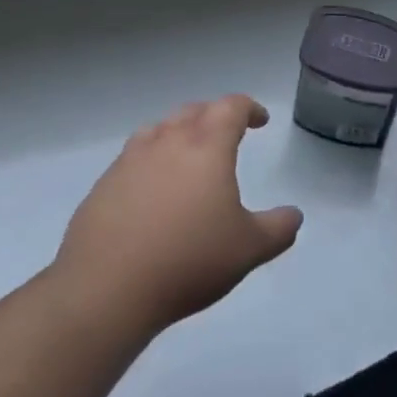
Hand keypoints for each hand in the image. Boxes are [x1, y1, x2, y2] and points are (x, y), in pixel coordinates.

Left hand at [51, 95, 302, 338]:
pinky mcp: (103, 185)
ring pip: (159, 128)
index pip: (231, 107)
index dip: (249, 108)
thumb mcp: (249, 249)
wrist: (106, 290)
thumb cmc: (188, 260)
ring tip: (187, 152)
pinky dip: (149, 159)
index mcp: (207, 146)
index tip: (260, 120)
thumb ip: (278, 229)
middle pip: (194, 110)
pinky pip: (132, 157)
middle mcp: (168, 142)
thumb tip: (294, 216)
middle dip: (214, 115)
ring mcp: (130, 161)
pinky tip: (151, 189)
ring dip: (179, 131)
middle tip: (227, 132)